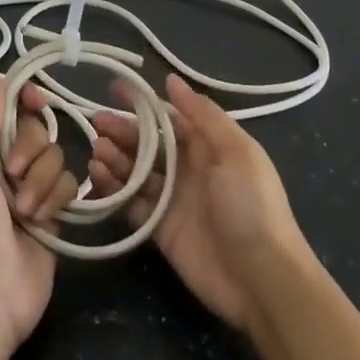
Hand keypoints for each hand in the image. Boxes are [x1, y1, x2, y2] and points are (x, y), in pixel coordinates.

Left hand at [0, 77, 80, 359]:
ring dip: (43, 183)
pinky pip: (70, 186)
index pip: (9, 112)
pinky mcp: (56, 216)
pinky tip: (45, 221)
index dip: (26, 101)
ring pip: (58, 158)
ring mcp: (33, 192)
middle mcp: (6, 168)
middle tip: (14, 178)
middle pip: (38, 132)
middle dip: (31, 152)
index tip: (40, 99)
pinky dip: (59, 200)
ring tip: (26, 213)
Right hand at [87, 74, 313, 331]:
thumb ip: (204, 116)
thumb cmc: (252, 206)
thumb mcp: (236, 152)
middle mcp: (190, 170)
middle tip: (98, 121)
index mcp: (211, 148)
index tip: (115, 89)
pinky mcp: (160, 230)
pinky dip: (114, 189)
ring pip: (137, 172)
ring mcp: (173, 201)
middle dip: (124, 130)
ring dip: (116, 157)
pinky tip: (98, 176)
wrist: (261, 278)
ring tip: (97, 149)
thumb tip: (172, 80)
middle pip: (150, 144)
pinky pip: (131, 204)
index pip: (171, 119)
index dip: (144, 104)